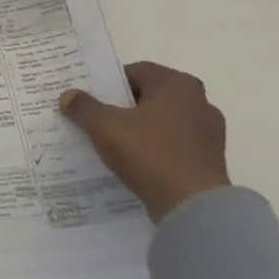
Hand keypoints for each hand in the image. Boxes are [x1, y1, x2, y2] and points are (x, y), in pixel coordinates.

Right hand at [59, 62, 229, 223]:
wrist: (192, 206)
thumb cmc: (149, 153)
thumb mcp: (104, 126)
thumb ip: (84, 107)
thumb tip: (68, 96)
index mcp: (177, 84)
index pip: (135, 72)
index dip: (108, 84)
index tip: (89, 99)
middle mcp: (199, 101)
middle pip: (149, 97)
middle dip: (122, 107)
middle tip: (96, 120)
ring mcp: (209, 132)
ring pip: (162, 122)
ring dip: (139, 129)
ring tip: (112, 144)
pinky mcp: (210, 159)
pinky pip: (173, 145)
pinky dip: (154, 149)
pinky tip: (135, 163)